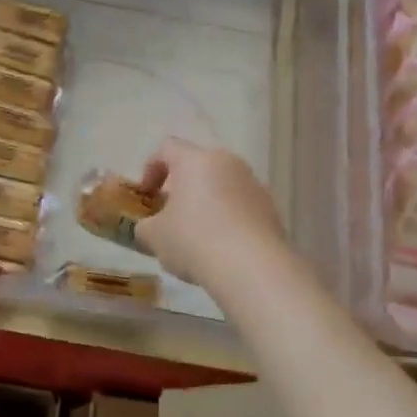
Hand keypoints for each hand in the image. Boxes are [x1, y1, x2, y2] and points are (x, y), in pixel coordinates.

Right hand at [133, 139, 288, 287]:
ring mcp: (254, 184)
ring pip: (222, 186)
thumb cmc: (194, 240)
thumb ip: (144, 227)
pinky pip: (241, 206)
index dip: (151, 169)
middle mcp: (228, 163)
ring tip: (196, 237)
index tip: (147, 196)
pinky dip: (228, 220)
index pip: (167, 149)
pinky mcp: (271, 209)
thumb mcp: (154, 236)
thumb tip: (147, 228)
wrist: (252, 267)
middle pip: (198, 166)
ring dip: (206, 204)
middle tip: (170, 216)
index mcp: (196, 160)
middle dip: (181, 188)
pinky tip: (221, 248)